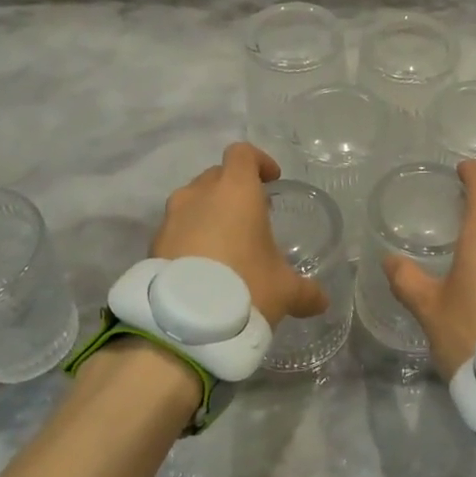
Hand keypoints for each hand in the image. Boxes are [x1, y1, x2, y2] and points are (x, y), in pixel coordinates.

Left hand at [150, 143, 328, 327]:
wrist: (184, 322)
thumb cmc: (245, 287)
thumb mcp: (285, 291)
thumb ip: (306, 291)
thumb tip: (321, 302)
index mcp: (235, 191)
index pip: (243, 154)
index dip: (259, 162)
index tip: (271, 180)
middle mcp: (199, 194)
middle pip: (216, 176)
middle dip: (234, 190)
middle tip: (252, 217)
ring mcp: (171, 218)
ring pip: (192, 202)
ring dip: (208, 214)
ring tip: (225, 244)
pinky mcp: (153, 244)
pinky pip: (176, 230)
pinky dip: (190, 239)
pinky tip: (203, 268)